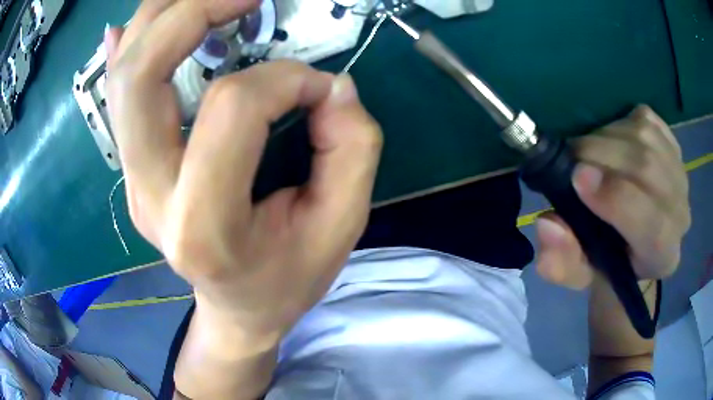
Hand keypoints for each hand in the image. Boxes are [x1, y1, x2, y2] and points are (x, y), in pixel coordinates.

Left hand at [104, 0, 382, 338]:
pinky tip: (129, 26)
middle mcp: (151, 194)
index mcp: (203, 225)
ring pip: (122, 75)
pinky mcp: (132, 167)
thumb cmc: (286, 277)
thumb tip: (332, 86)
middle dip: (192, 13)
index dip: (285, 80)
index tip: (319, 89)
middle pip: (141, 76)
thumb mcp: (339, 227)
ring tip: (207, 0)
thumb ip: (351, 151)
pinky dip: (123, 49)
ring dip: (160, 18)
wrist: (237, 308)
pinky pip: (115, 96)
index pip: (231, 110)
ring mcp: (133, 178)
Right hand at [535, 105, 690, 287]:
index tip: (578, 178)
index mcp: (662, 256)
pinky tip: (612, 141)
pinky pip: (646, 120)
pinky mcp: (673, 143)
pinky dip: (621, 123)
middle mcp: (680, 214)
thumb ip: (560, 261)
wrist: (636, 242)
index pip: (652, 226)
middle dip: (601, 155)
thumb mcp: (578, 273)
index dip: (617, 198)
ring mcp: (680, 173)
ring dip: (606, 137)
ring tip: (588, 153)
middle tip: (570, 159)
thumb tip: (547, 223)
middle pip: (647, 170)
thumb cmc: (607, 261)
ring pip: (643, 138)